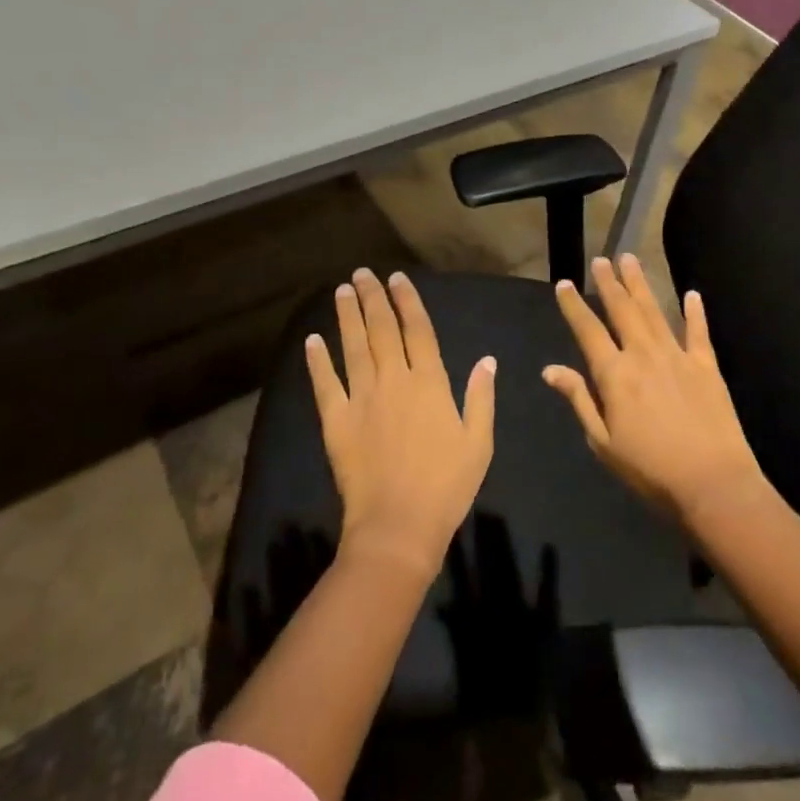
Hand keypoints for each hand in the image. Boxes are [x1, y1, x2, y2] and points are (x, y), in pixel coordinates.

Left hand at [306, 268, 495, 580]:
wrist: (399, 527)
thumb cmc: (446, 485)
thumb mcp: (479, 443)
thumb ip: (481, 397)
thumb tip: (487, 360)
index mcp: (429, 383)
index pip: (418, 330)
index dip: (407, 301)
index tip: (397, 278)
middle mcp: (394, 380)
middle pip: (382, 330)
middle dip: (373, 299)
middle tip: (362, 273)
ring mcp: (362, 398)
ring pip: (353, 347)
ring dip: (347, 317)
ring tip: (342, 291)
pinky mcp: (337, 421)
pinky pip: (326, 384)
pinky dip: (318, 361)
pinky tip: (313, 340)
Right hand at [544, 253, 764, 523]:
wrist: (713, 484)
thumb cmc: (650, 470)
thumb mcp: (603, 442)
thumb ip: (579, 399)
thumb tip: (550, 369)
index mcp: (614, 374)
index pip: (588, 330)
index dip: (574, 305)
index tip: (564, 283)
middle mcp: (643, 354)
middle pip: (622, 310)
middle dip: (609, 283)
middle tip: (601, 260)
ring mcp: (677, 356)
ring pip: (654, 311)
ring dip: (640, 284)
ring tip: (630, 260)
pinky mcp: (706, 366)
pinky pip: (698, 332)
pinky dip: (694, 311)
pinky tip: (692, 294)